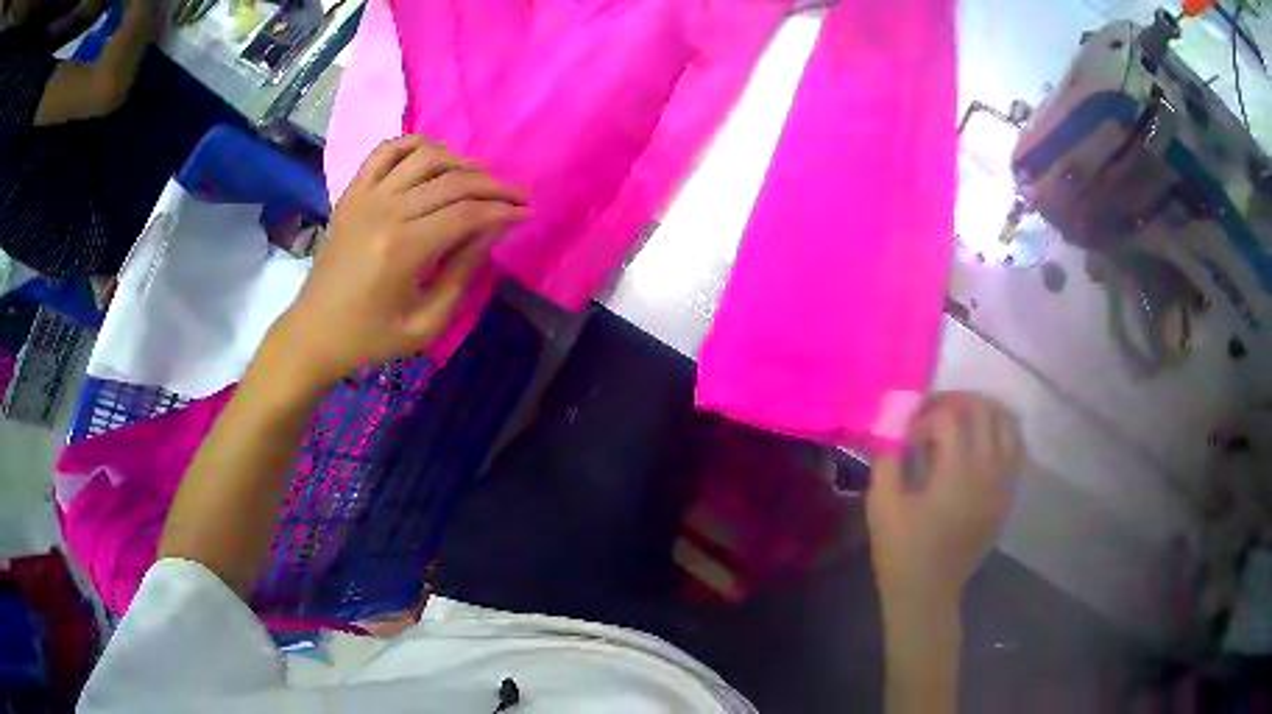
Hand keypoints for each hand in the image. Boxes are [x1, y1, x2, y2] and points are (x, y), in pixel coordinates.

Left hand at [266, 136, 525, 391]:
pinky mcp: (351, 193)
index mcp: (403, 249)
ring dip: (461, 162)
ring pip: (425, 156)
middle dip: (493, 186)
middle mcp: (385, 211)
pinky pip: (386, 151)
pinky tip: (434, 158)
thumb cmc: (371, 338)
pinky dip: (415, 145)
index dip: (503, 210)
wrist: (313, 333)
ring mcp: (365, 196)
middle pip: (452, 181)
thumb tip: (493, 230)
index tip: (526, 213)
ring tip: (478, 181)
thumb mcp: (426, 323)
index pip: (467, 213)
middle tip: (516, 197)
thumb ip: (462, 273)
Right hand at [867, 393, 1022, 605]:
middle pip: (984, 410)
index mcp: (958, 472)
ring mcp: (1003, 482)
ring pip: (1006, 423)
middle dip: (956, 402)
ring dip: (982, 411)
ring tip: (958, 419)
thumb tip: (894, 427)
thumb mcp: (882, 505)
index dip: (925, 415)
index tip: (907, 434)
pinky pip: (1014, 447)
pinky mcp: (1007, 494)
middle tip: (931, 414)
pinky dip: (1000, 431)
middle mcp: (989, 470)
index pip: (950, 416)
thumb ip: (888, 458)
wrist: (928, 592)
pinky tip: (980, 439)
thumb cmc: (901, 551)